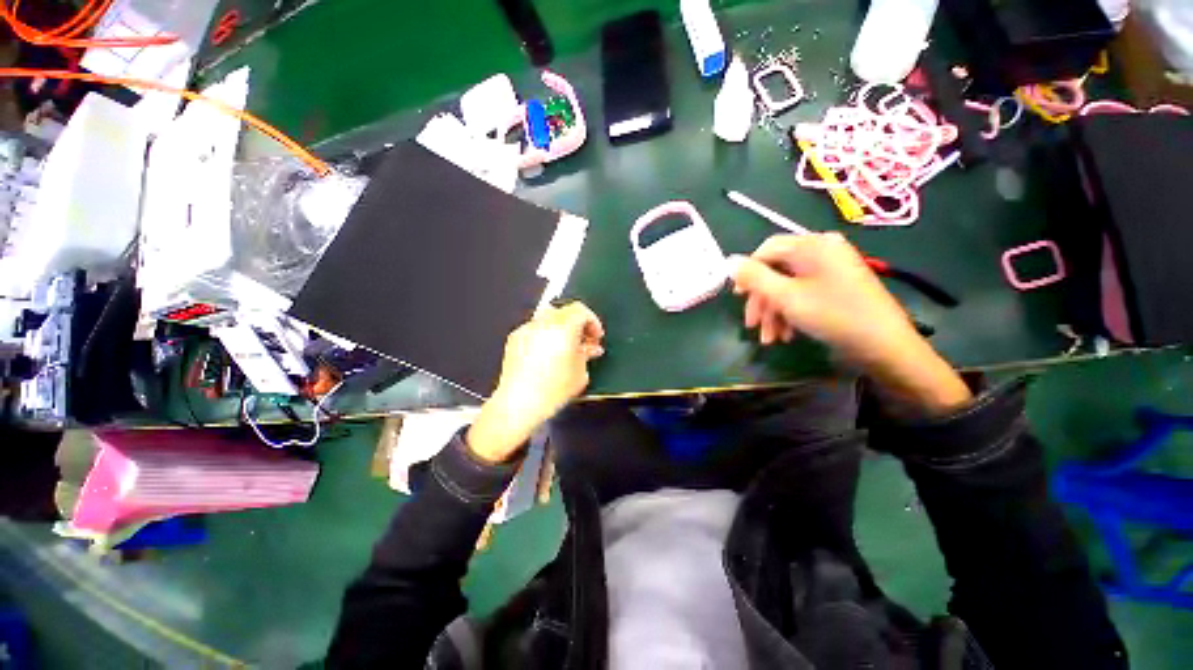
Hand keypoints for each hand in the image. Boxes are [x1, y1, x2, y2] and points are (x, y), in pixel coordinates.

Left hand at [467, 302, 604, 462]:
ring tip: (565, 348)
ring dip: (561, 328)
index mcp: (563, 327)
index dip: (592, 322)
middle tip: (584, 342)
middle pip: (565, 311)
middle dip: (577, 324)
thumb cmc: (552, 390)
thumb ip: (587, 354)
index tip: (596, 336)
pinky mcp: (515, 338)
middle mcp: (543, 323)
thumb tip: (590, 348)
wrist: (519, 403)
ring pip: (549, 318)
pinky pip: (535, 329)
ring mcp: (527, 329)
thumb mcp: (580, 373)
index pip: (581, 310)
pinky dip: (545, 335)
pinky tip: (547, 354)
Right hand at [729, 233, 970, 413]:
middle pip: (777, 271)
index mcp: (813, 245)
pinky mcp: (838, 287)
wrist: (886, 346)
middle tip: (752, 325)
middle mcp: (823, 251)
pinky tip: (787, 335)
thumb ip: (755, 277)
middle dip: (762, 301)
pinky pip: (805, 294)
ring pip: (789, 286)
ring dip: (775, 312)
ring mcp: (833, 269)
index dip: (748, 272)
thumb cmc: (833, 315)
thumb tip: (730, 261)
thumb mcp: (786, 297)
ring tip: (770, 339)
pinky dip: (791, 313)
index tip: (737, 297)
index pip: (767, 249)